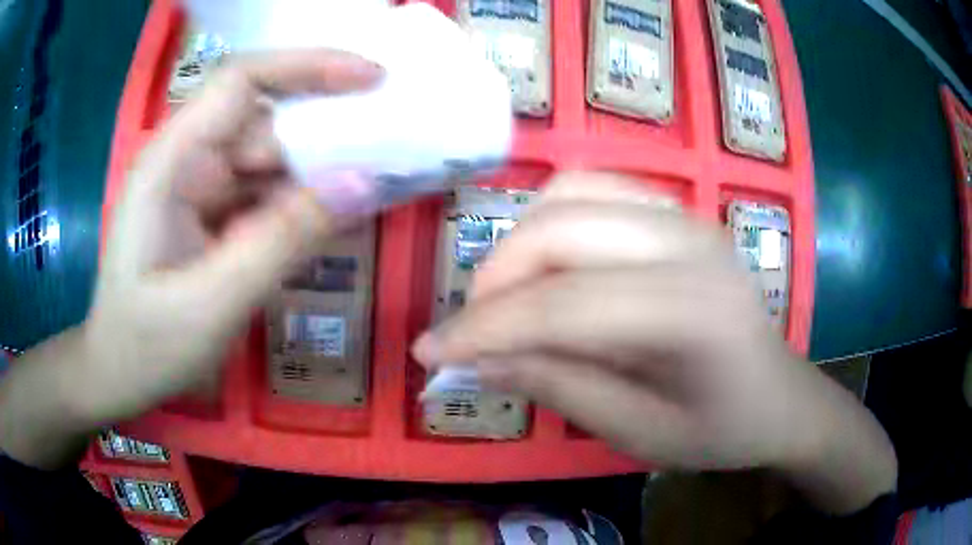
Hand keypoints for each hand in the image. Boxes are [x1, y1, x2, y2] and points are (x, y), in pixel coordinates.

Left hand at [0, 50, 382, 467]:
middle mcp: (189, 161)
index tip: (372, 78)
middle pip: (267, 121)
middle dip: (328, 129)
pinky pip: (268, 196)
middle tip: (396, 146)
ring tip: (382, 183)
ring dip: (323, 171)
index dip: (307, 67)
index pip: (241, 82)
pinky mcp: (215, 216)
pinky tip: (340, 216)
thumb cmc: (146, 345)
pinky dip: (305, 204)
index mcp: (171, 162)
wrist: (119, 375)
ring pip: (273, 161)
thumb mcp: (211, 302)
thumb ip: (283, 240)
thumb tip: (364, 183)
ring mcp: (203, 189)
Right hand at [413, 172, 895, 512]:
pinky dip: (553, 220)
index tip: (428, 352)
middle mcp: (691, 244)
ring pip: (573, 192)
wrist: (780, 398)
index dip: (485, 328)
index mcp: (694, 311)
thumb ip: (558, 386)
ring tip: (508, 299)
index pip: (565, 304)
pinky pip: (596, 190)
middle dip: (497, 276)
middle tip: (471, 330)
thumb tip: (476, 359)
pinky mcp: (678, 215)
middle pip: (563, 227)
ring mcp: (687, 218)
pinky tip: (549, 268)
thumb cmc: (719, 430)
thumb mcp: (636, 432)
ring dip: (521, 242)